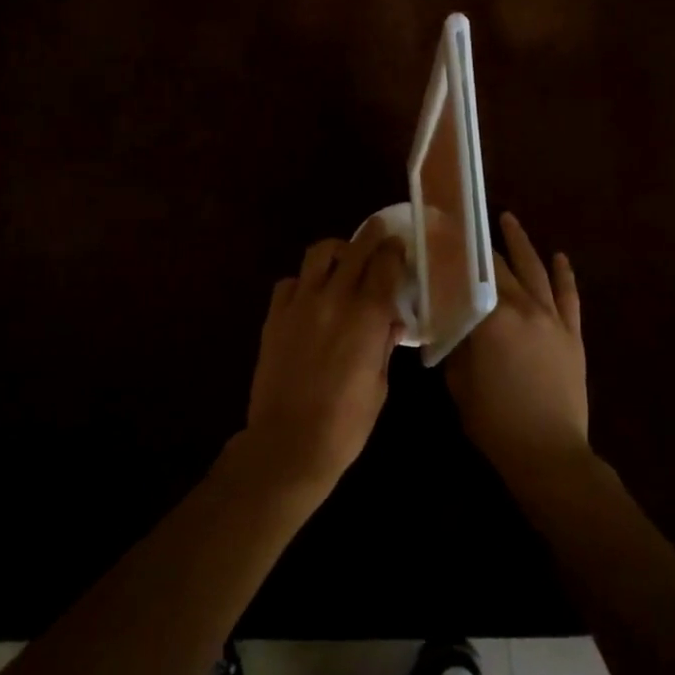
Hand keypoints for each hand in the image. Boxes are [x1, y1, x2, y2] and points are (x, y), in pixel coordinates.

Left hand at [243, 215, 406, 491]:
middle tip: (380, 232)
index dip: (395, 251)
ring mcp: (300, 304)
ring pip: (319, 254)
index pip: (385, 264)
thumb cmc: (346, 423)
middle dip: (371, 237)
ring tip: (343, 259)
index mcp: (367, 316)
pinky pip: (289, 282)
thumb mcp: (379, 383)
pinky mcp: (274, 316)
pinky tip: (310, 295)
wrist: (289, 443)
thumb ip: (384, 344)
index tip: (400, 246)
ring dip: (337, 251)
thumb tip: (390, 321)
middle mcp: (334, 298)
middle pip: (355, 249)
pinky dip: (304, 281)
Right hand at [447, 213, 588, 488]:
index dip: (454, 250)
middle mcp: (525, 309)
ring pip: (536, 271)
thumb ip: (456, 344)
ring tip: (509, 220)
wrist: (549, 454)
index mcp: (493, 319)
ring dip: (521, 243)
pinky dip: (564, 274)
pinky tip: (559, 257)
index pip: (470, 273)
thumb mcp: (459, 382)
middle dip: (481, 243)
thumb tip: (452, 320)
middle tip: (465, 223)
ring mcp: (553, 319)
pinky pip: (568, 296)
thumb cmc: (495, 422)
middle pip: (501, 267)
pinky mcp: (572, 334)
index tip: (440, 228)